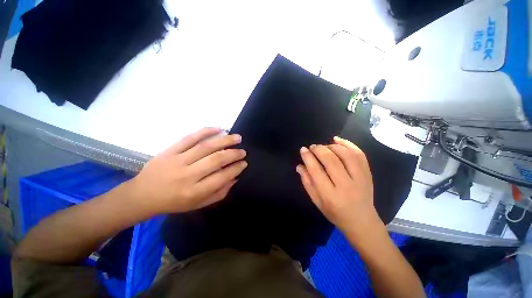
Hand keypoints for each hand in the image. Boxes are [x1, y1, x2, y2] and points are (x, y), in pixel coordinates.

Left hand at [125, 127, 246, 214]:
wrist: (142, 195)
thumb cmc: (173, 202)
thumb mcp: (198, 205)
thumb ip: (219, 193)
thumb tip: (235, 178)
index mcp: (195, 192)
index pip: (222, 177)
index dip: (236, 168)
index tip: (244, 163)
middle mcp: (188, 175)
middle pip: (216, 160)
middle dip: (234, 154)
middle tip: (243, 151)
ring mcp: (178, 160)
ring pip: (206, 146)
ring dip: (225, 140)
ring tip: (237, 137)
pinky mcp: (170, 150)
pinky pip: (190, 138)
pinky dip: (205, 131)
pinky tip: (218, 128)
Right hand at [296, 136, 378, 233]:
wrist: (362, 221)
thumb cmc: (335, 213)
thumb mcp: (316, 201)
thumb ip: (307, 183)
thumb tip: (300, 165)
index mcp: (330, 196)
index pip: (316, 171)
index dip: (308, 157)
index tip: (303, 149)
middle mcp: (346, 186)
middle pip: (331, 161)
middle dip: (319, 149)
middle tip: (312, 147)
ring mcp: (360, 179)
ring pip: (346, 155)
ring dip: (332, 146)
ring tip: (324, 146)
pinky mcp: (368, 174)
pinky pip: (359, 154)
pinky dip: (348, 144)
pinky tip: (337, 140)